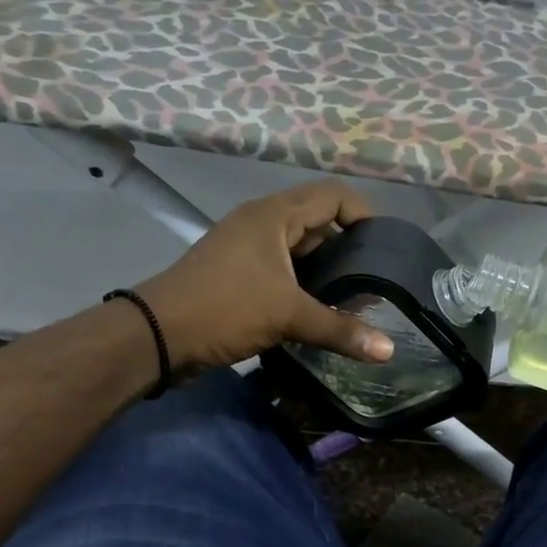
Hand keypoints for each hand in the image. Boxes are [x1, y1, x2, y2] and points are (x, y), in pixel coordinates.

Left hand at [136, 180, 395, 371]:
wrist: (158, 335)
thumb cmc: (224, 309)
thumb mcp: (287, 316)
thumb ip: (339, 329)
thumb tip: (388, 351)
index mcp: (274, 215)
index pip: (333, 195)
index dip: (364, 214)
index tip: (386, 248)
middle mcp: (262, 223)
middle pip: (319, 222)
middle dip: (349, 249)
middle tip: (376, 280)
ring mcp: (248, 249)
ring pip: (301, 251)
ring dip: (327, 272)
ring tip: (356, 299)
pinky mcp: (240, 274)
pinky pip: (284, 271)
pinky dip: (306, 286)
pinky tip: (322, 312)